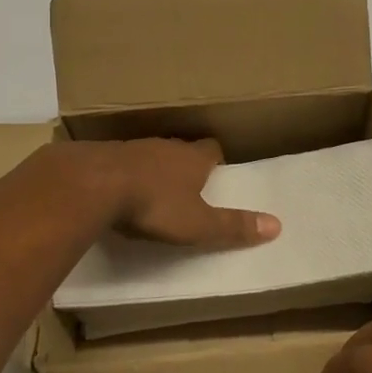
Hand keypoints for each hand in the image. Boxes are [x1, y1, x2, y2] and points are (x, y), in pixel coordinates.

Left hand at [101, 138, 280, 247]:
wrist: (94, 184)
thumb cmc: (155, 204)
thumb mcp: (198, 224)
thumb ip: (233, 226)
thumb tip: (277, 225)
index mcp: (192, 158)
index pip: (212, 149)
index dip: (216, 160)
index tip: (217, 172)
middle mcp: (165, 146)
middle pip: (181, 149)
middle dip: (185, 163)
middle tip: (188, 183)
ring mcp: (132, 148)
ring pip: (150, 154)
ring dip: (154, 168)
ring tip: (153, 189)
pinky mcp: (103, 156)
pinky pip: (121, 163)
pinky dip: (125, 174)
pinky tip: (119, 191)